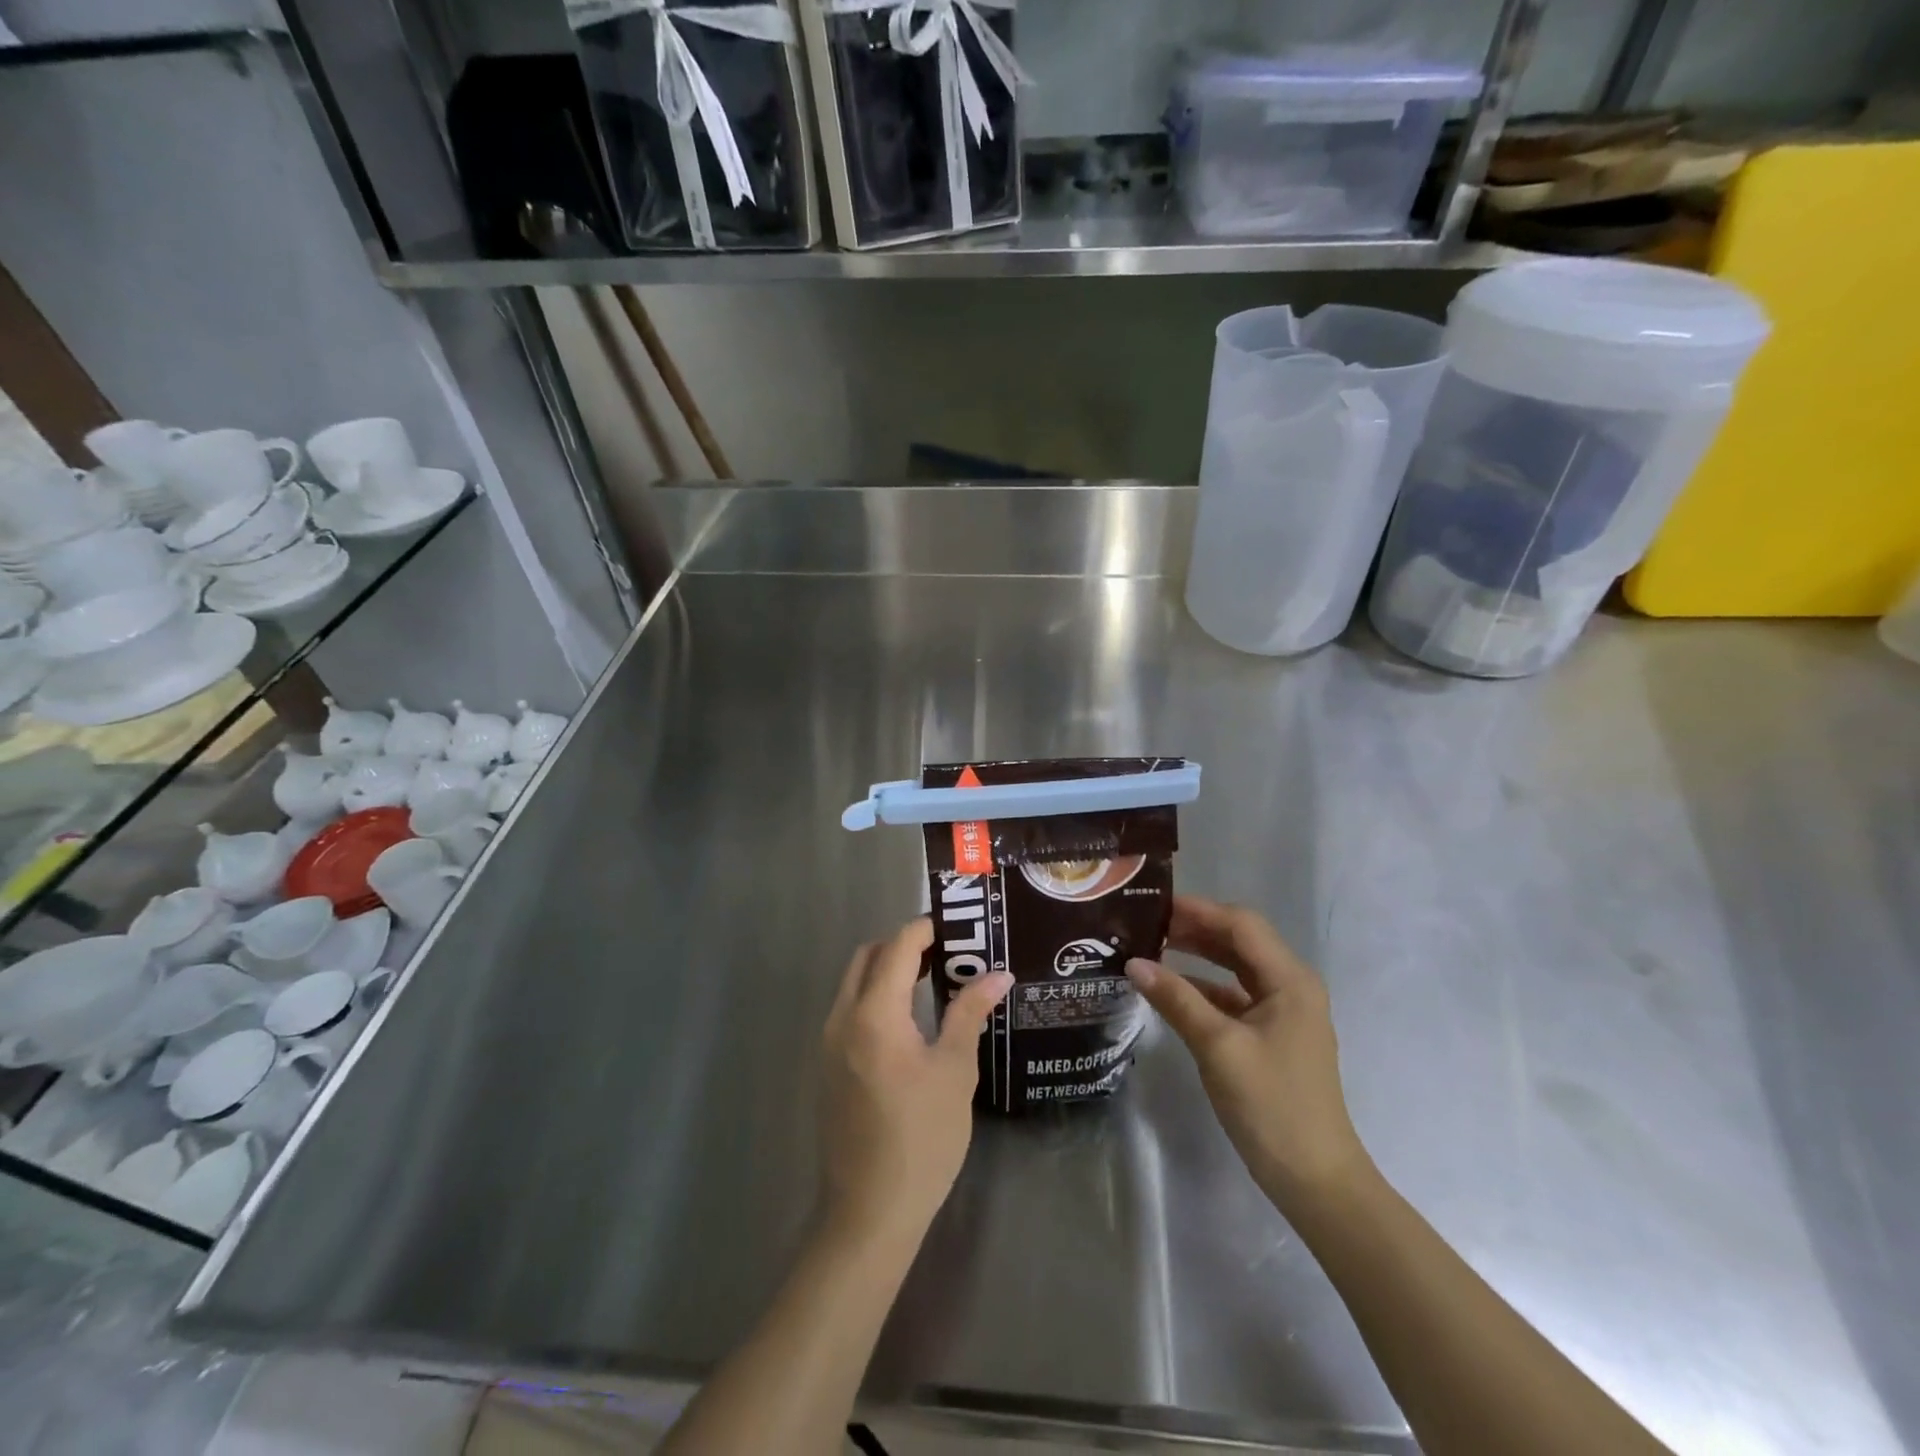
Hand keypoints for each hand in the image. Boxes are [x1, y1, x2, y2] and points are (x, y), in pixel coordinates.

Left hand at [819, 918, 1013, 1242]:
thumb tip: (997, 975)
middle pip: (868, 957)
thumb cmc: (922, 1138)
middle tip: (946, 954)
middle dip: (904, 946)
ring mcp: (829, 1043)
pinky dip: (875, 996)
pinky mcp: (828, 1065)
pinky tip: (909, 1020)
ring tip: (932, 980)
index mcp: (874, 1014)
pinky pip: (849, 1009)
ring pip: (854, 982)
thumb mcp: (954, 1071)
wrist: (870, 1211)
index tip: (958, 929)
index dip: (925, 930)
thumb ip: (969, 1013)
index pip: (897, 947)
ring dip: (888, 970)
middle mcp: (842, 1018)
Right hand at [1126, 896, 1371, 1209]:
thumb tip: (1133, 963)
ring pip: (1236, 967)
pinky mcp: (1272, 1036)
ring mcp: (1283, 1012)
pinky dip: (1204, 987)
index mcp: (1289, 980)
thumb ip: (1176, 999)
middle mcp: (1291, 987)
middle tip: (1147, 924)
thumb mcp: (1218, 1047)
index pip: (1241, 925)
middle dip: (1196, 928)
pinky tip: (1171, 989)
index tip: (1154, 905)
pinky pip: (1234, 996)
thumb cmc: (1271, 1105)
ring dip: (1198, 955)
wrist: (1315, 1180)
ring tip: (1153, 946)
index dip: (1198, 910)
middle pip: (1240, 941)